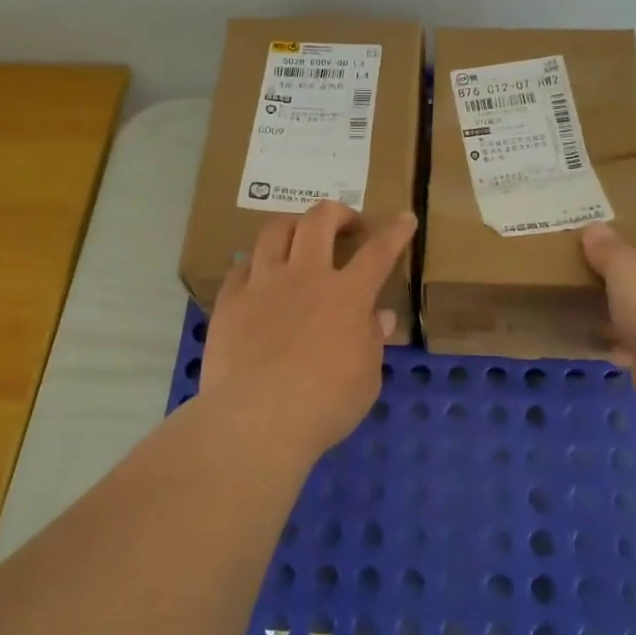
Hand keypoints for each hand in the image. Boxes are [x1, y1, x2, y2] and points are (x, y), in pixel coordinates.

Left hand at [200, 201, 417, 460]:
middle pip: (320, 220)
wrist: (255, 421)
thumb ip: (372, 341)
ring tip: (299, 238)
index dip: (395, 231)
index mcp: (347, 295)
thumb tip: (379, 316)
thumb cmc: (324, 406)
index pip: (378, 252)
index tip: (405, 218)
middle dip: (338, 213)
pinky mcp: (229, 301)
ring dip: (293, 226)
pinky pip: (240, 266)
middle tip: (345, 225)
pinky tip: (259, 278)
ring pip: (275, 231)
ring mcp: (262, 285)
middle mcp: (305, 277)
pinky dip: (255, 265)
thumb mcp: (366, 379)